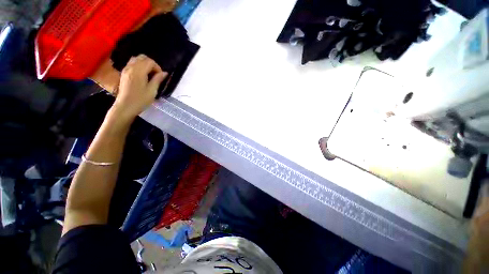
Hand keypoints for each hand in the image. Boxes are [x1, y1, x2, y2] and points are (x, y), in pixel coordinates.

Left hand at [112, 55, 166, 119]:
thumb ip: (158, 80)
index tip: (161, 77)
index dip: (157, 67)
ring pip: (136, 59)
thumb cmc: (140, 100)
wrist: (125, 106)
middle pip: (142, 57)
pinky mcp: (124, 73)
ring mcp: (126, 69)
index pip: (150, 62)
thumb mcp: (152, 91)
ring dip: (145, 64)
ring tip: (149, 74)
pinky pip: (131, 63)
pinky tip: (142, 75)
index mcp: (138, 71)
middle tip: (156, 74)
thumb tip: (164, 73)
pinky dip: (139, 66)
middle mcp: (131, 67)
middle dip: (151, 64)